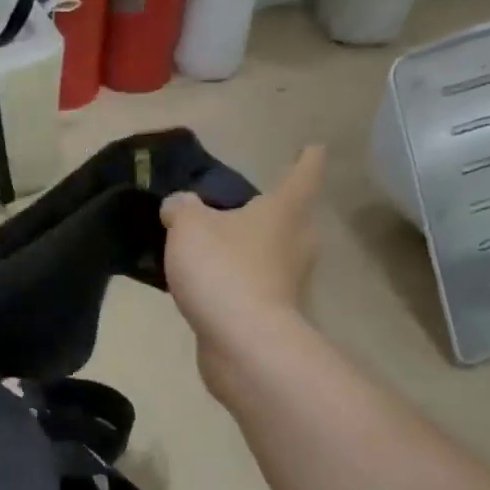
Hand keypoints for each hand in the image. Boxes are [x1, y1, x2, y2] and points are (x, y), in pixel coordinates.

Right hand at [161, 146, 325, 398]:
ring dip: (250, 247)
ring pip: (272, 252)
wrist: (242, 342)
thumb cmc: (223, 269)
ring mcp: (289, 280)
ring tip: (215, 244)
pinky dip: (237, 280)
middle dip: (271, 209)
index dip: (306, 158)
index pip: (304, 172)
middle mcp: (297, 241)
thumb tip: (179, 206)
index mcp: (285, 210)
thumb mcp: (188, 227)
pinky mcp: (273, 312)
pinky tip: (208, 283)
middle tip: (240, 204)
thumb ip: (181, 208)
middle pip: (291, 216)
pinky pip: (254, 284)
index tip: (310, 147)